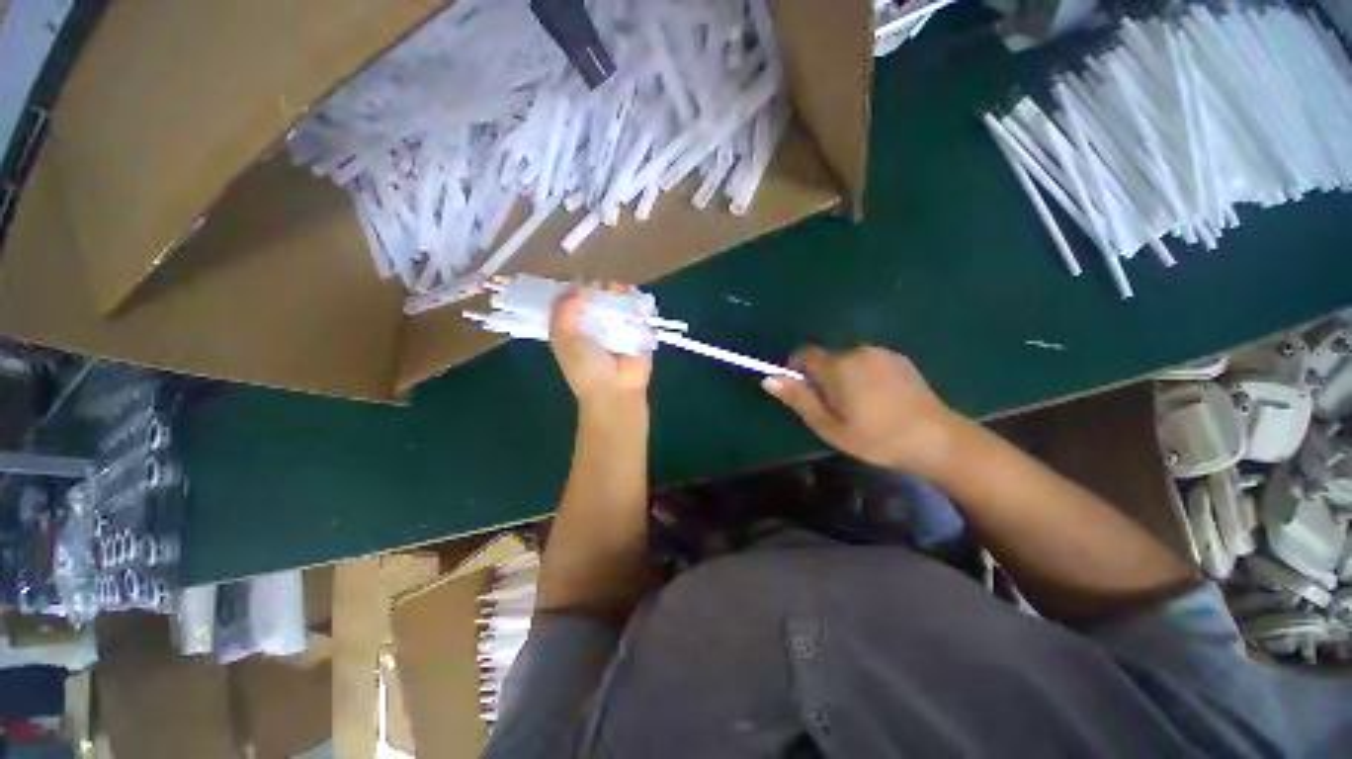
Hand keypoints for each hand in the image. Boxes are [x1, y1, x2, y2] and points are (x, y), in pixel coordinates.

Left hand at [550, 284, 651, 407]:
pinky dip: (638, 300)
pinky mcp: (641, 330)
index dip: (575, 288)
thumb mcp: (563, 338)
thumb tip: (576, 284)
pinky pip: (640, 309)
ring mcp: (620, 326)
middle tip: (600, 287)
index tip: (579, 281)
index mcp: (575, 327)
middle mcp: (597, 324)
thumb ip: (563, 310)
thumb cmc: (586, 367)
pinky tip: (633, 295)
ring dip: (619, 291)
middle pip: (598, 296)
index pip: (574, 300)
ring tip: (618, 290)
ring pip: (620, 299)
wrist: (615, 390)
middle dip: (599, 288)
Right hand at [763, 346, 961, 475]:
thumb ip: (799, 399)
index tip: (803, 392)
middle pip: (826, 358)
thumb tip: (768, 379)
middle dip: (823, 377)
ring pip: (847, 360)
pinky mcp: (899, 359)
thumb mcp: (829, 426)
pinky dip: (864, 374)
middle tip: (834, 408)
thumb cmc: (876, 438)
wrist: (937, 439)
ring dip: (844, 376)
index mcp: (838, 367)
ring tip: (860, 406)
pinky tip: (880, 399)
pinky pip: (868, 361)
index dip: (796, 369)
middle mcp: (858, 351)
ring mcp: (882, 353)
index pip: (804, 354)